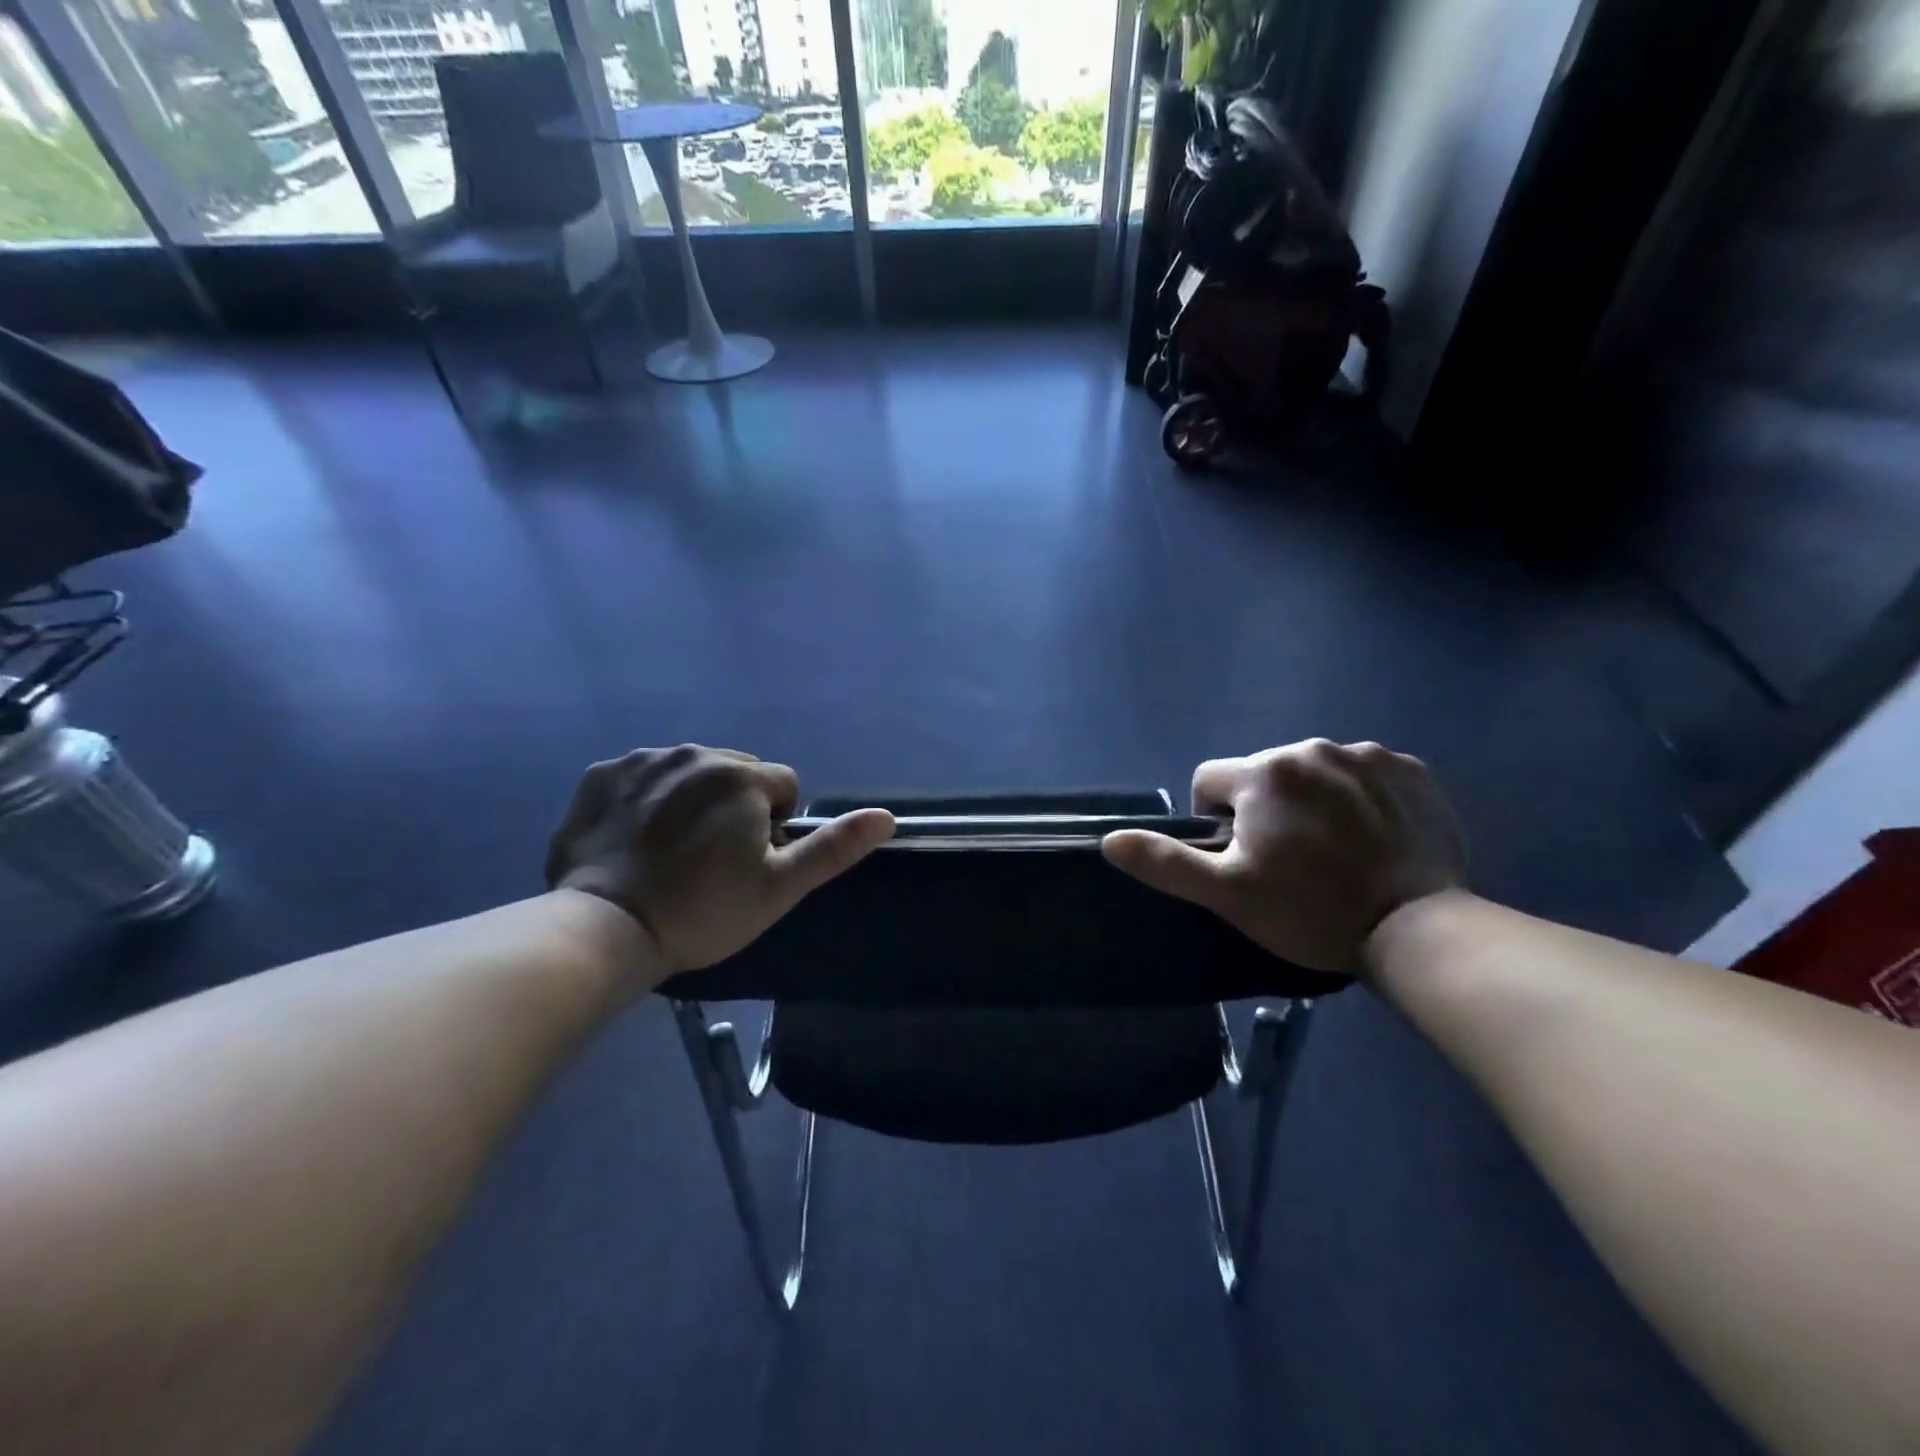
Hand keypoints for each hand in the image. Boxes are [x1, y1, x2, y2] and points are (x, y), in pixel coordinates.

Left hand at [544, 745, 893, 973]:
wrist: (604, 929)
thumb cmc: (702, 911)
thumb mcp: (779, 888)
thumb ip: (834, 848)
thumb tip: (886, 816)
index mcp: (741, 776)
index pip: (784, 785)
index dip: (777, 825)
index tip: (751, 862)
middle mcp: (694, 753)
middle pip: (737, 772)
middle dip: (736, 805)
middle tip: (713, 859)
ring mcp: (643, 760)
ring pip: (690, 771)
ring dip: (692, 799)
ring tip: (672, 851)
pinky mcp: (601, 774)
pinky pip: (643, 776)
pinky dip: (647, 799)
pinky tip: (635, 840)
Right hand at [1102, 739, 1466, 973]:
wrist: (1417, 930)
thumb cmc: (1310, 911)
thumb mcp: (1227, 894)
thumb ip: (1166, 862)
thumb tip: (1110, 839)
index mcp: (1263, 773)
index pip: (1209, 780)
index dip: (1214, 820)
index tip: (1242, 857)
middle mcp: (1311, 748)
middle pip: (1263, 774)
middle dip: (1264, 808)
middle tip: (1290, 860)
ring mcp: (1367, 755)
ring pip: (1313, 771)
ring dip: (1310, 799)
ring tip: (1334, 850)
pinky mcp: (1411, 770)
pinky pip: (1363, 773)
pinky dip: (1358, 795)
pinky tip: (1372, 836)